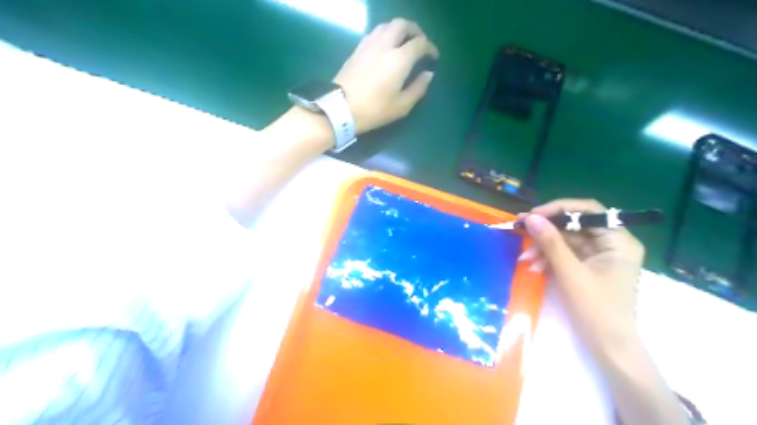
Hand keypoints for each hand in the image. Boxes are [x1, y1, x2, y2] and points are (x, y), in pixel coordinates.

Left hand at [335, 17, 440, 132]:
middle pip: (403, 25)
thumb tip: (428, 74)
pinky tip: (386, 47)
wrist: (341, 107)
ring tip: (403, 43)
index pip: (420, 43)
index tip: (433, 57)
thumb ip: (418, 88)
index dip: (430, 47)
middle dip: (415, 31)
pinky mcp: (357, 48)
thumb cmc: (374, 109)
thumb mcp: (401, 106)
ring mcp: (369, 44)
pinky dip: (385, 34)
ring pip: (387, 25)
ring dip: (399, 30)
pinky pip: (375, 32)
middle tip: (420, 43)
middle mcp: (385, 45)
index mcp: (399, 59)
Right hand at [521, 199, 643, 358]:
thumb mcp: (570, 273)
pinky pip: (565, 255)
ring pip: (566, 241)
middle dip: (546, 232)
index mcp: (618, 241)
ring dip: (543, 248)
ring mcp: (599, 256)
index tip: (533, 215)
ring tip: (525, 259)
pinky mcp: (588, 267)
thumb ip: (550, 242)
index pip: (588, 211)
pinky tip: (534, 267)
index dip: (558, 209)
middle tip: (520, 230)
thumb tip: (531, 217)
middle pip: (574, 225)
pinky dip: (549, 259)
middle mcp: (611, 244)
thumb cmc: (596, 309)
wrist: (608, 347)